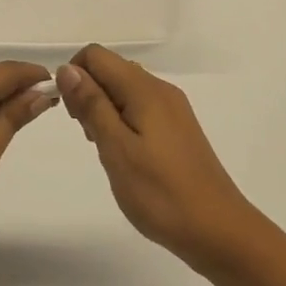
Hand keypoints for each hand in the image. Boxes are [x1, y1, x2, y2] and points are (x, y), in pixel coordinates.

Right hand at [57, 45, 265, 270]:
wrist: (217, 230)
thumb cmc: (160, 192)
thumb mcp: (116, 148)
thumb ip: (91, 104)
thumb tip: (67, 68)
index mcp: (145, 89)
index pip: (96, 55)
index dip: (74, 77)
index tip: (72, 115)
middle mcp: (161, 90)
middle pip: (111, 70)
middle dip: (88, 94)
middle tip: (90, 138)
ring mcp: (173, 110)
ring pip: (124, 91)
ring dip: (103, 110)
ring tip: (106, 150)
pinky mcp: (178, 129)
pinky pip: (140, 109)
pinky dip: (122, 122)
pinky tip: (125, 156)